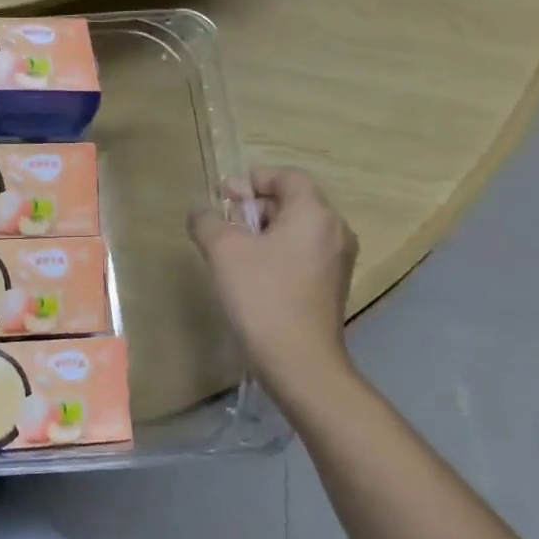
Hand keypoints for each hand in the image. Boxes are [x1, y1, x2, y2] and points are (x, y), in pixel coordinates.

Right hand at [188, 166, 358, 406]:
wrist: (299, 361)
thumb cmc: (262, 295)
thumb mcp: (223, 250)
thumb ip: (207, 221)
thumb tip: (201, 213)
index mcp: (315, 214)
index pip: (287, 176)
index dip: (253, 179)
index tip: (224, 195)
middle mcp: (335, 231)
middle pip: (292, 201)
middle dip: (254, 205)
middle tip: (222, 221)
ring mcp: (337, 261)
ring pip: (296, 229)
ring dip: (262, 230)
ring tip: (230, 248)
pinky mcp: (331, 286)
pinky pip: (301, 253)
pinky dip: (276, 251)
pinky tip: (249, 272)